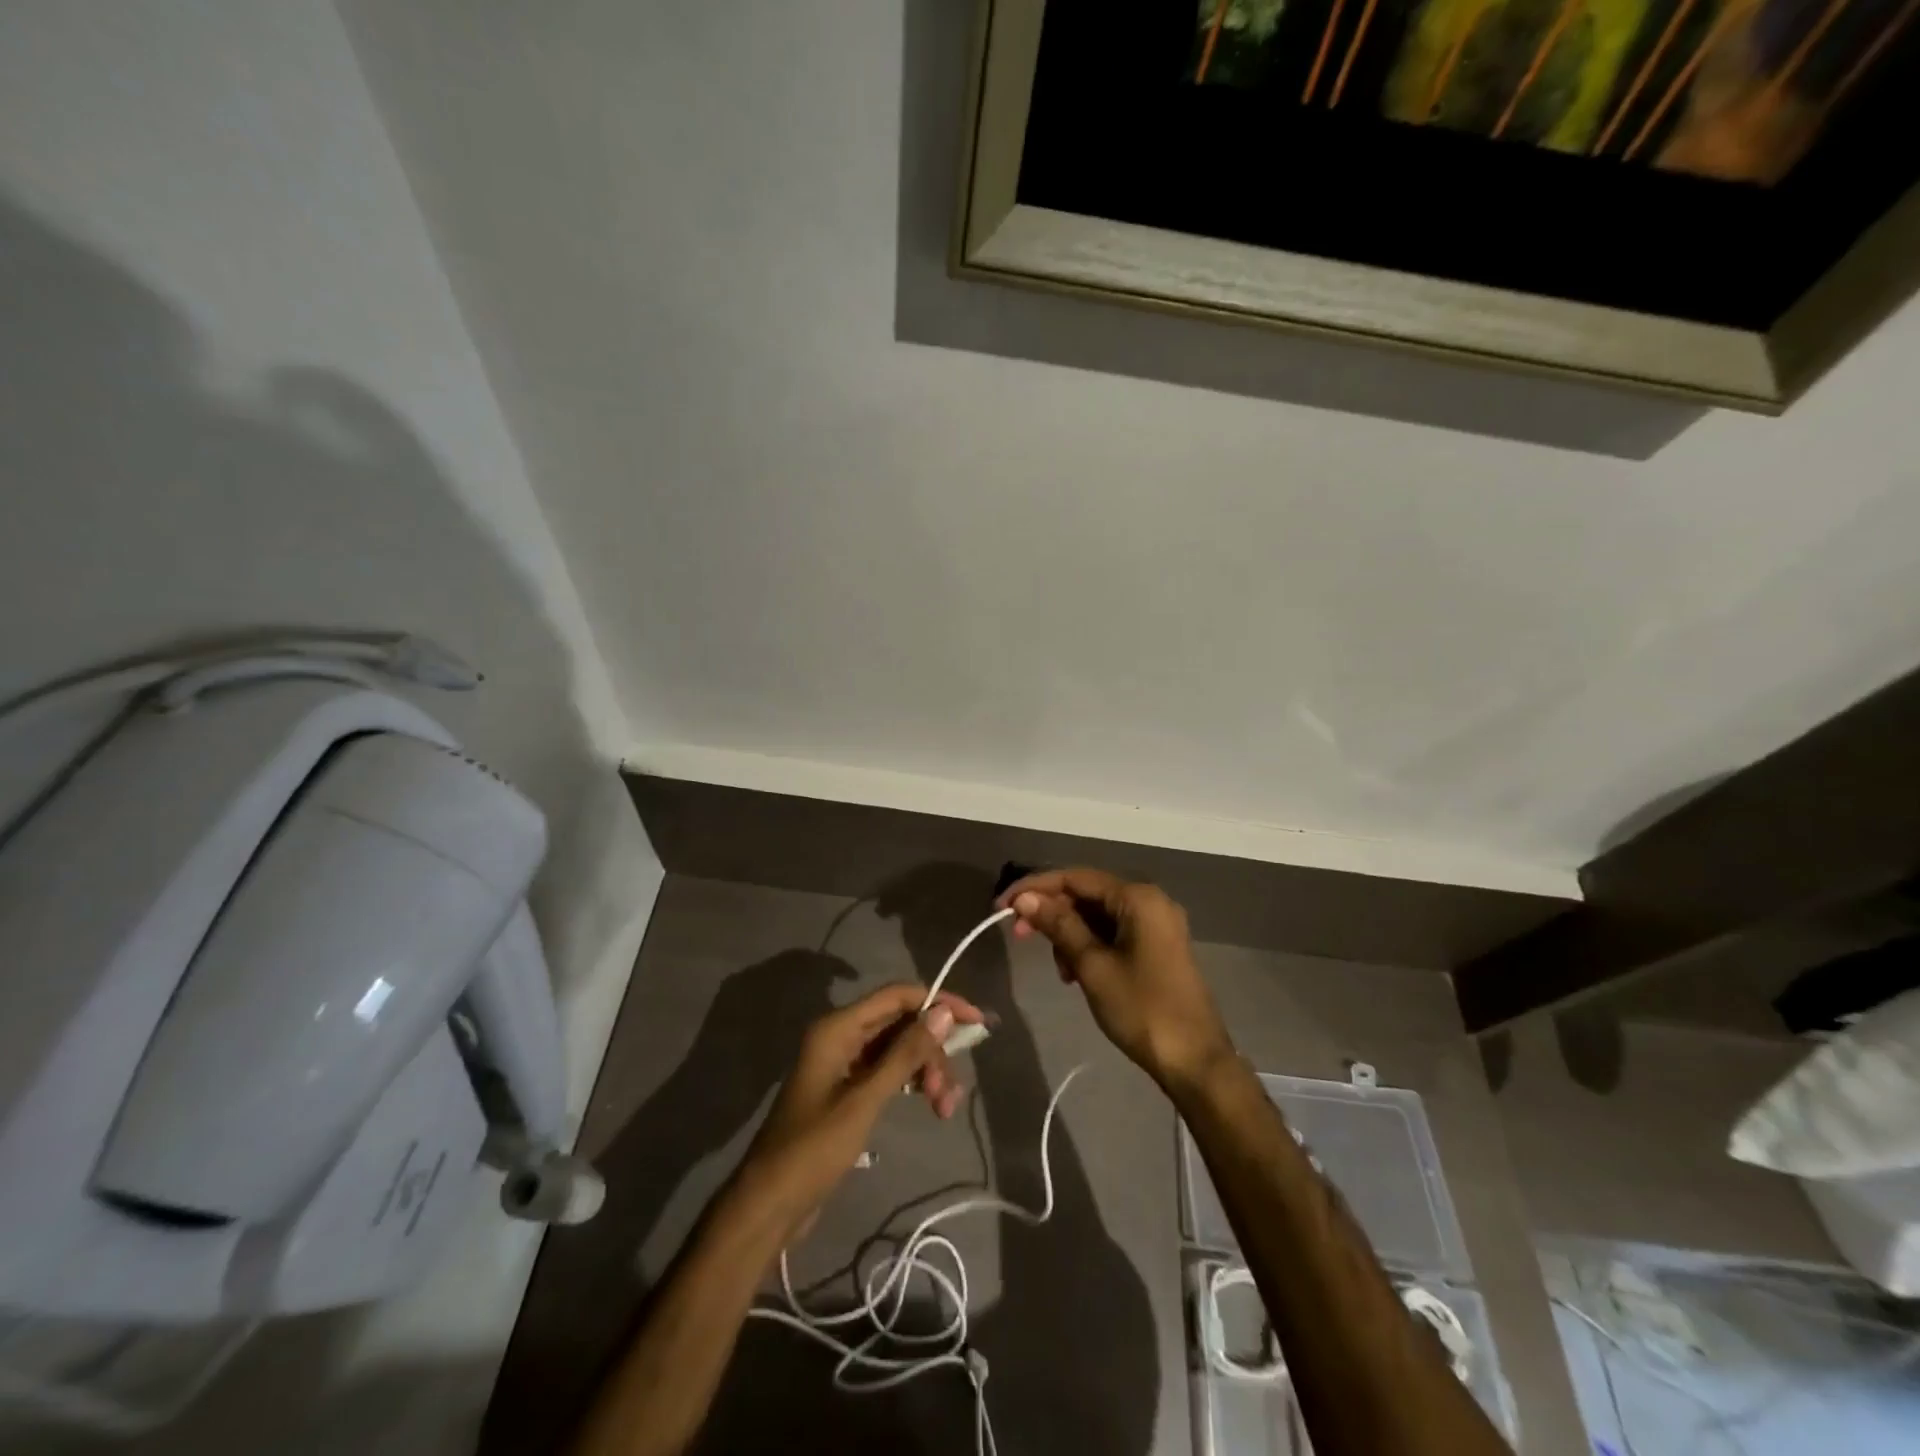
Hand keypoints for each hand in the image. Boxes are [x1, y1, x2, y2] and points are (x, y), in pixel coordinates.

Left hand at [734, 983, 982, 1239]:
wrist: (770, 1204)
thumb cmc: (813, 1148)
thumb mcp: (865, 1100)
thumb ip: (905, 1054)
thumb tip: (944, 1012)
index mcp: (838, 1028)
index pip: (897, 996)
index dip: (938, 1002)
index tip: (975, 1021)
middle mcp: (842, 1036)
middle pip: (901, 1024)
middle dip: (932, 1051)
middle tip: (950, 1091)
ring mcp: (845, 1063)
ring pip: (899, 1050)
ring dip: (926, 1072)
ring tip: (944, 1109)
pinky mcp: (849, 1090)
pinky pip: (889, 1072)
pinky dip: (912, 1085)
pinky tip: (932, 1105)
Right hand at [999, 868, 1233, 1091]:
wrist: (1195, 1062)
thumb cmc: (1141, 1009)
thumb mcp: (1092, 966)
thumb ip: (1059, 925)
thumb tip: (1026, 898)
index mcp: (1138, 898)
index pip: (1075, 877)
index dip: (1035, 888)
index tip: (1003, 906)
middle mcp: (1150, 901)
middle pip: (1087, 894)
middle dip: (1052, 913)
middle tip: (1019, 936)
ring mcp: (1156, 924)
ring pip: (1098, 915)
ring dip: (1070, 934)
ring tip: (1060, 970)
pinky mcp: (1157, 947)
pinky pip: (1113, 932)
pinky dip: (1090, 946)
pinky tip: (1076, 973)